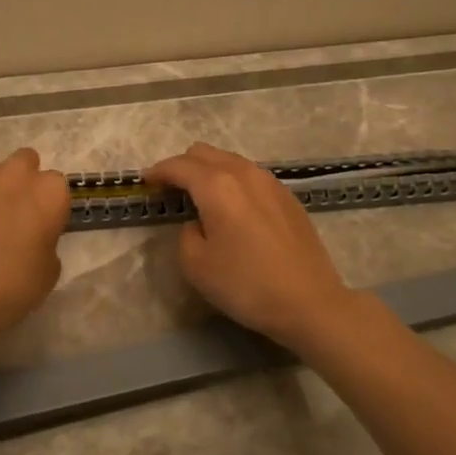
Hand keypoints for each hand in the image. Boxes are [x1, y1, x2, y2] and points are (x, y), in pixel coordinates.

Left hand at [0, 147, 70, 336]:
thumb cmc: (10, 285)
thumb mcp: (48, 273)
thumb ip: (46, 244)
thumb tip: (33, 239)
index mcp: (49, 192)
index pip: (57, 188)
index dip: (49, 208)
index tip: (41, 228)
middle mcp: (16, 173)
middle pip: (26, 163)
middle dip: (22, 182)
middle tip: (13, 215)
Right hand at [144, 143, 357, 348]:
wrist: (310, 302)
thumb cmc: (246, 284)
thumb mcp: (197, 266)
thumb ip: (186, 234)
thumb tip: (197, 223)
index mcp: (217, 185)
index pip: (179, 166)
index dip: (158, 172)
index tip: (145, 182)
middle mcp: (243, 173)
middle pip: (204, 153)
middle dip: (183, 166)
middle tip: (171, 190)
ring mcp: (270, 182)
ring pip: (230, 161)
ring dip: (210, 171)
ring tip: (201, 198)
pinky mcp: (288, 196)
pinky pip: (250, 176)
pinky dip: (233, 182)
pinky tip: (234, 208)